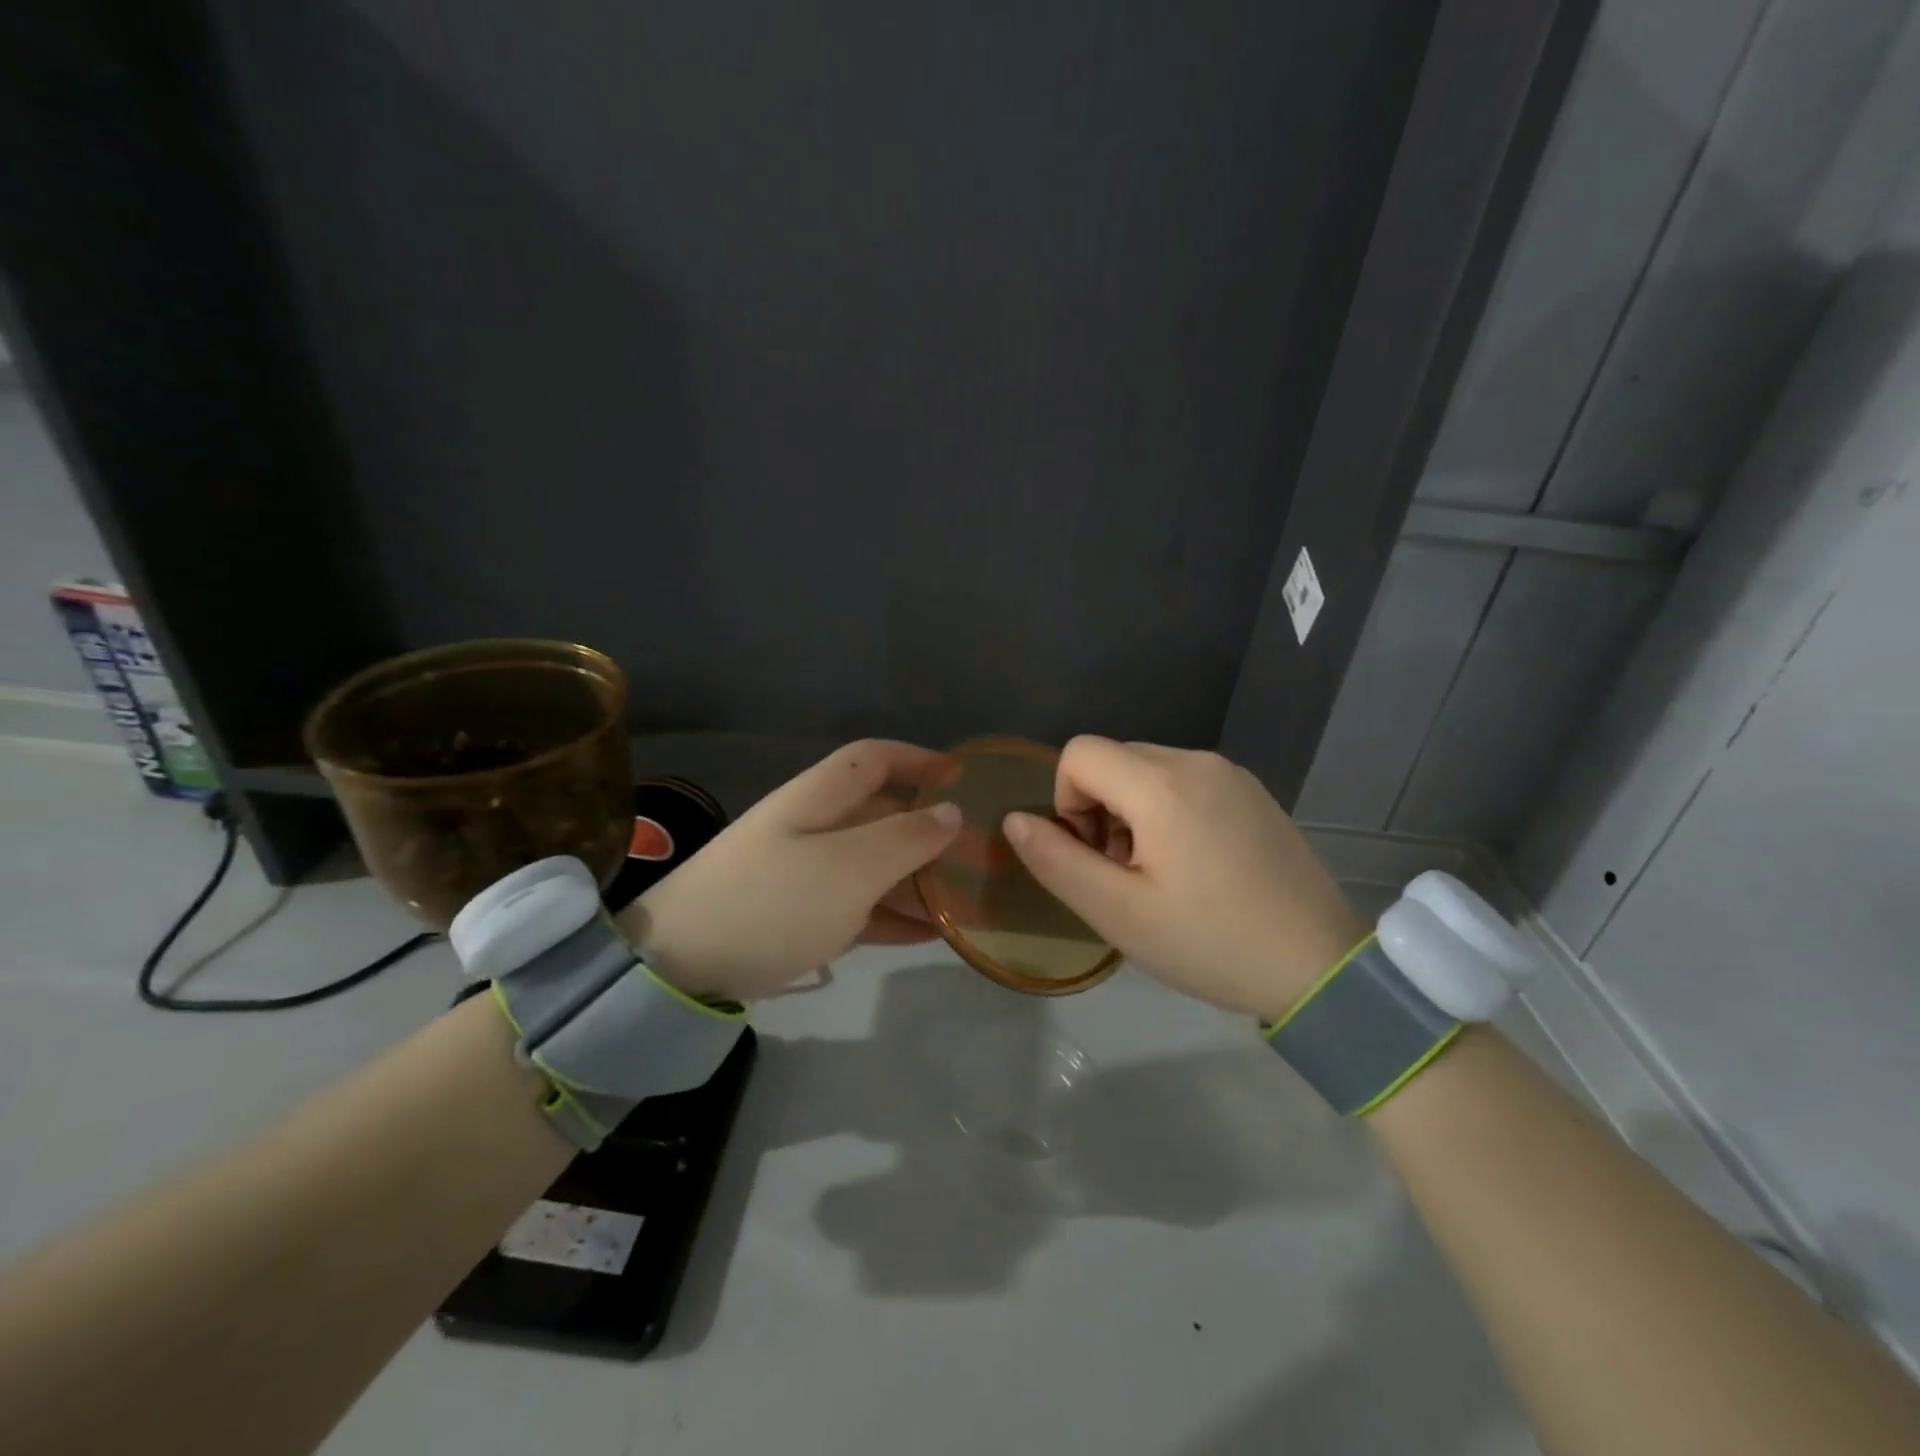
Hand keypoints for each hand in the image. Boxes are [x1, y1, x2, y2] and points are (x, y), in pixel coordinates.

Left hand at [617, 741, 960, 1001]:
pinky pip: (858, 906)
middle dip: (929, 831)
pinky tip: (929, 935)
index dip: (920, 760)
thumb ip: (905, 838)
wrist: (680, 967)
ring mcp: (804, 873)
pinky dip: (893, 916)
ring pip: (873, 864)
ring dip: (917, 880)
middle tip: (978, 857)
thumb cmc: (773, 902)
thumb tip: (951, 811)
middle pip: (881, 814)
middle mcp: (813, 826)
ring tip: (964, 902)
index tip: (965, 779)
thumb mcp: (848, 868)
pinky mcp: (798, 916)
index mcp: (819, 797)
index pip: (875, 758)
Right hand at [1003, 737, 1365, 1020]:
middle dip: (1098, 808)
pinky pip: (1186, 781)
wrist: (1320, 967)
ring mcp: (1232, 774)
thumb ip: (1056, 860)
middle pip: (1114, 759)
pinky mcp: (1253, 792)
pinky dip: (1168, 810)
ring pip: (1148, 770)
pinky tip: (1195, 865)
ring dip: (1132, 811)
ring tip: (1160, 873)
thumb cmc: (1210, 943)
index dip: (1065, 801)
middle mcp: (1198, 761)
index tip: (1094, 855)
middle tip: (1124, 873)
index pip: (1079, 753)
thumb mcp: (1119, 913)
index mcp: (1163, 784)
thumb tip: (1015, 819)